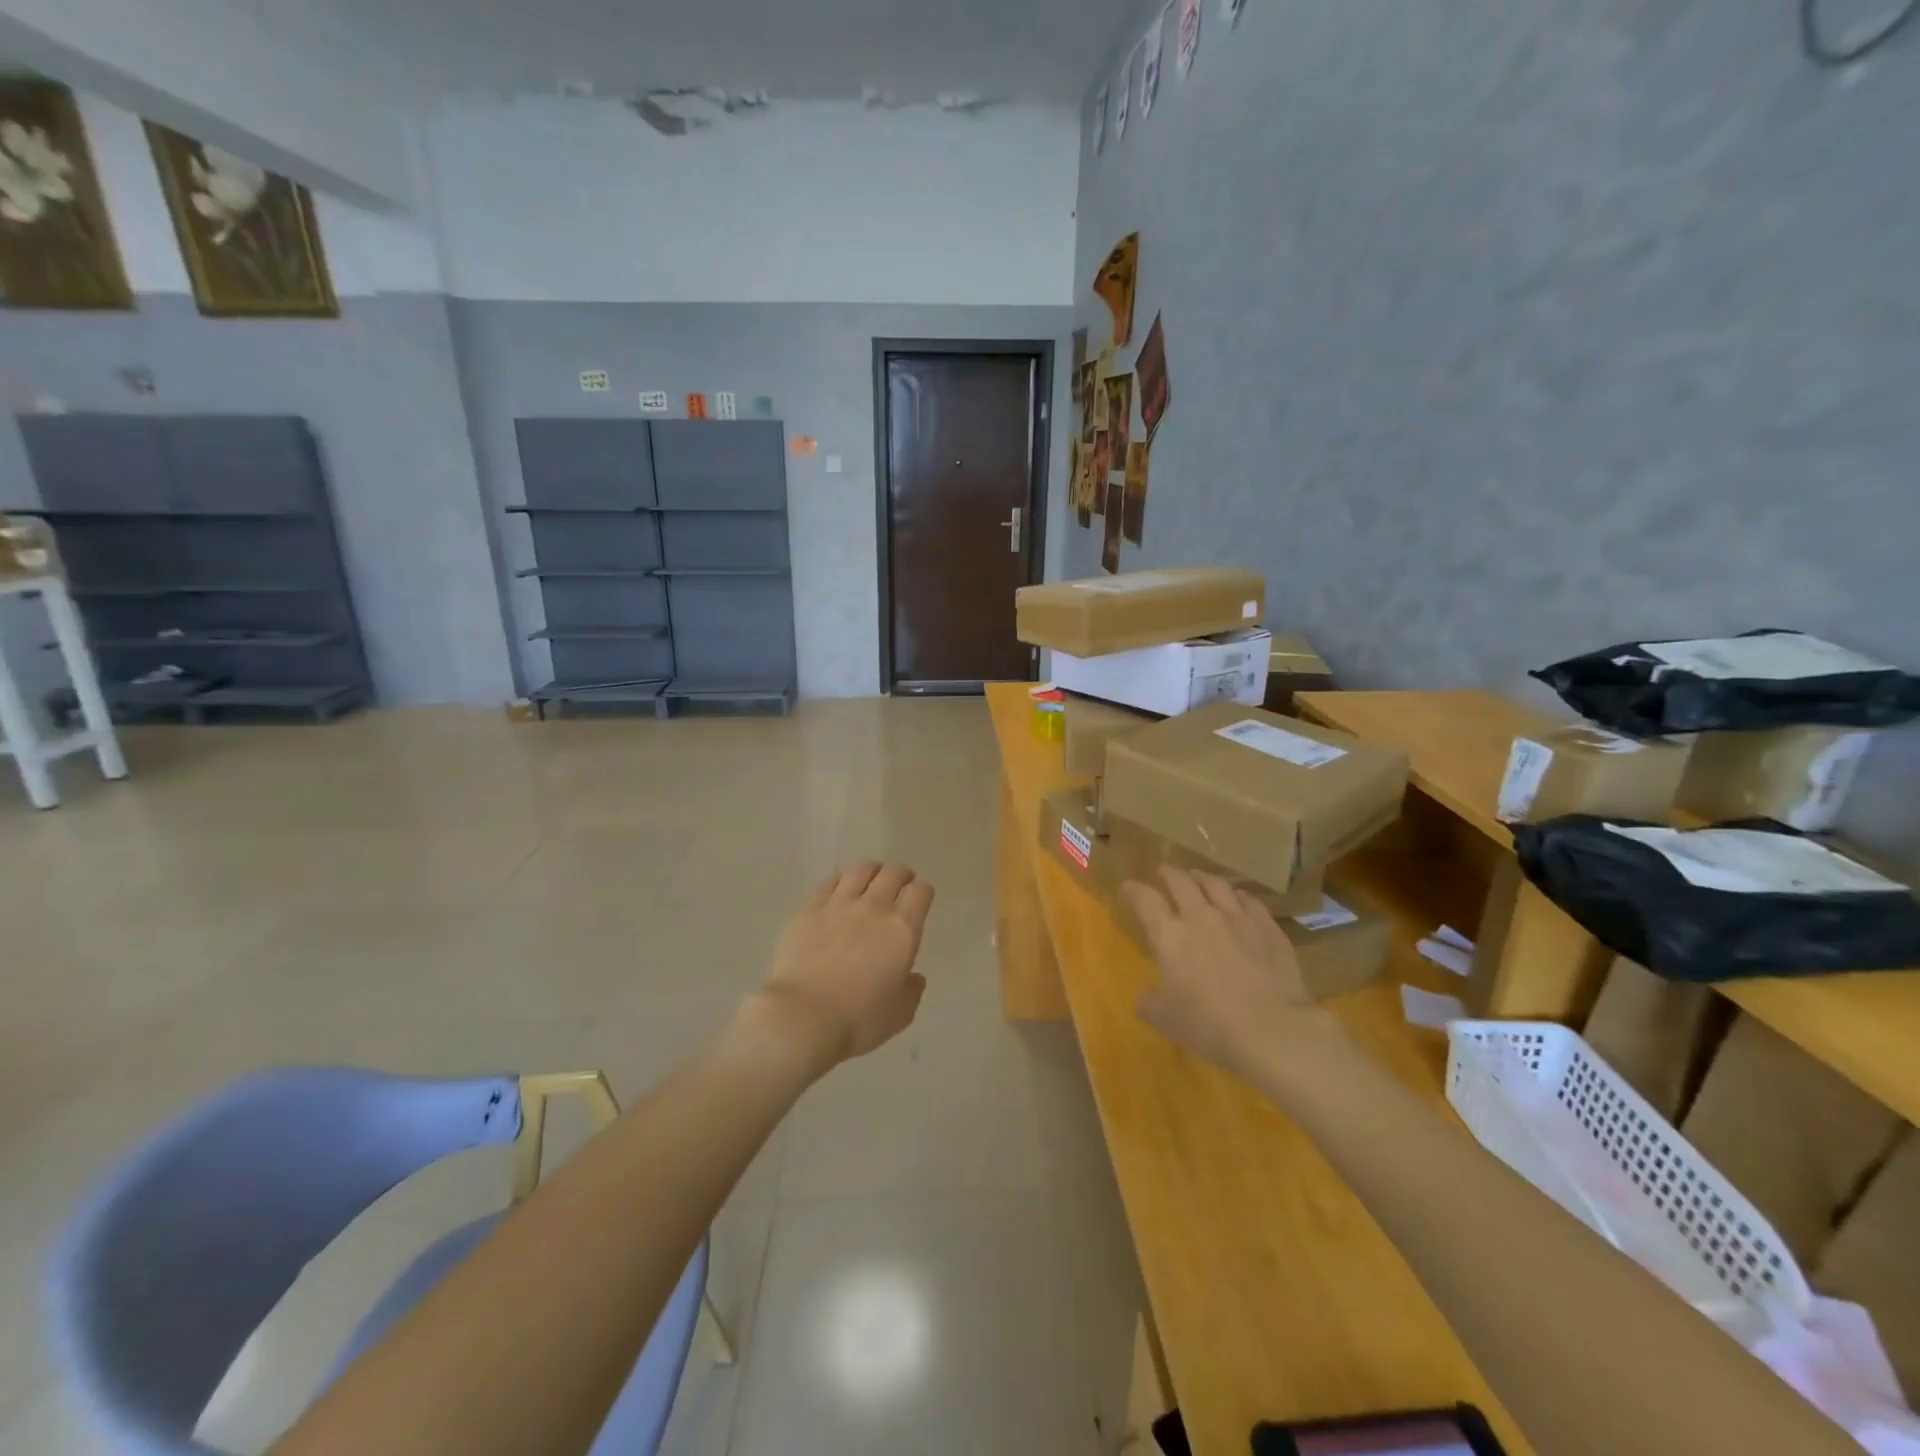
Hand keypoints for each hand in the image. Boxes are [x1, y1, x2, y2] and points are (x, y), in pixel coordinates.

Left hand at [755, 861, 934, 1067]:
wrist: (803, 1017)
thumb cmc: (858, 1020)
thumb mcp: (900, 1014)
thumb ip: (911, 990)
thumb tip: (913, 976)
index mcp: (902, 929)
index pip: (920, 892)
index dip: (923, 892)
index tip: (920, 899)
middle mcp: (874, 908)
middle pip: (892, 873)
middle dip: (901, 875)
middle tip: (900, 884)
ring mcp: (839, 905)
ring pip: (861, 870)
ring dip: (872, 871)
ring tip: (871, 880)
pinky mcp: (809, 910)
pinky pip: (829, 883)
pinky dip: (840, 882)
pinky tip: (839, 890)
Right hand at [1123, 868, 1324, 1076]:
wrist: (1273, 1029)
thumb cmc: (1211, 1026)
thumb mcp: (1166, 1021)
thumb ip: (1149, 1003)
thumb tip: (1144, 995)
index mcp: (1170, 936)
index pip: (1145, 900)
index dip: (1134, 890)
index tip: (1128, 887)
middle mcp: (1201, 917)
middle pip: (1181, 881)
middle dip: (1169, 874)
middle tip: (1164, 872)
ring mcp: (1237, 918)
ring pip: (1216, 884)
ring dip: (1202, 878)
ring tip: (1198, 878)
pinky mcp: (1268, 927)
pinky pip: (1249, 900)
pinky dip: (1237, 895)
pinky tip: (1237, 899)